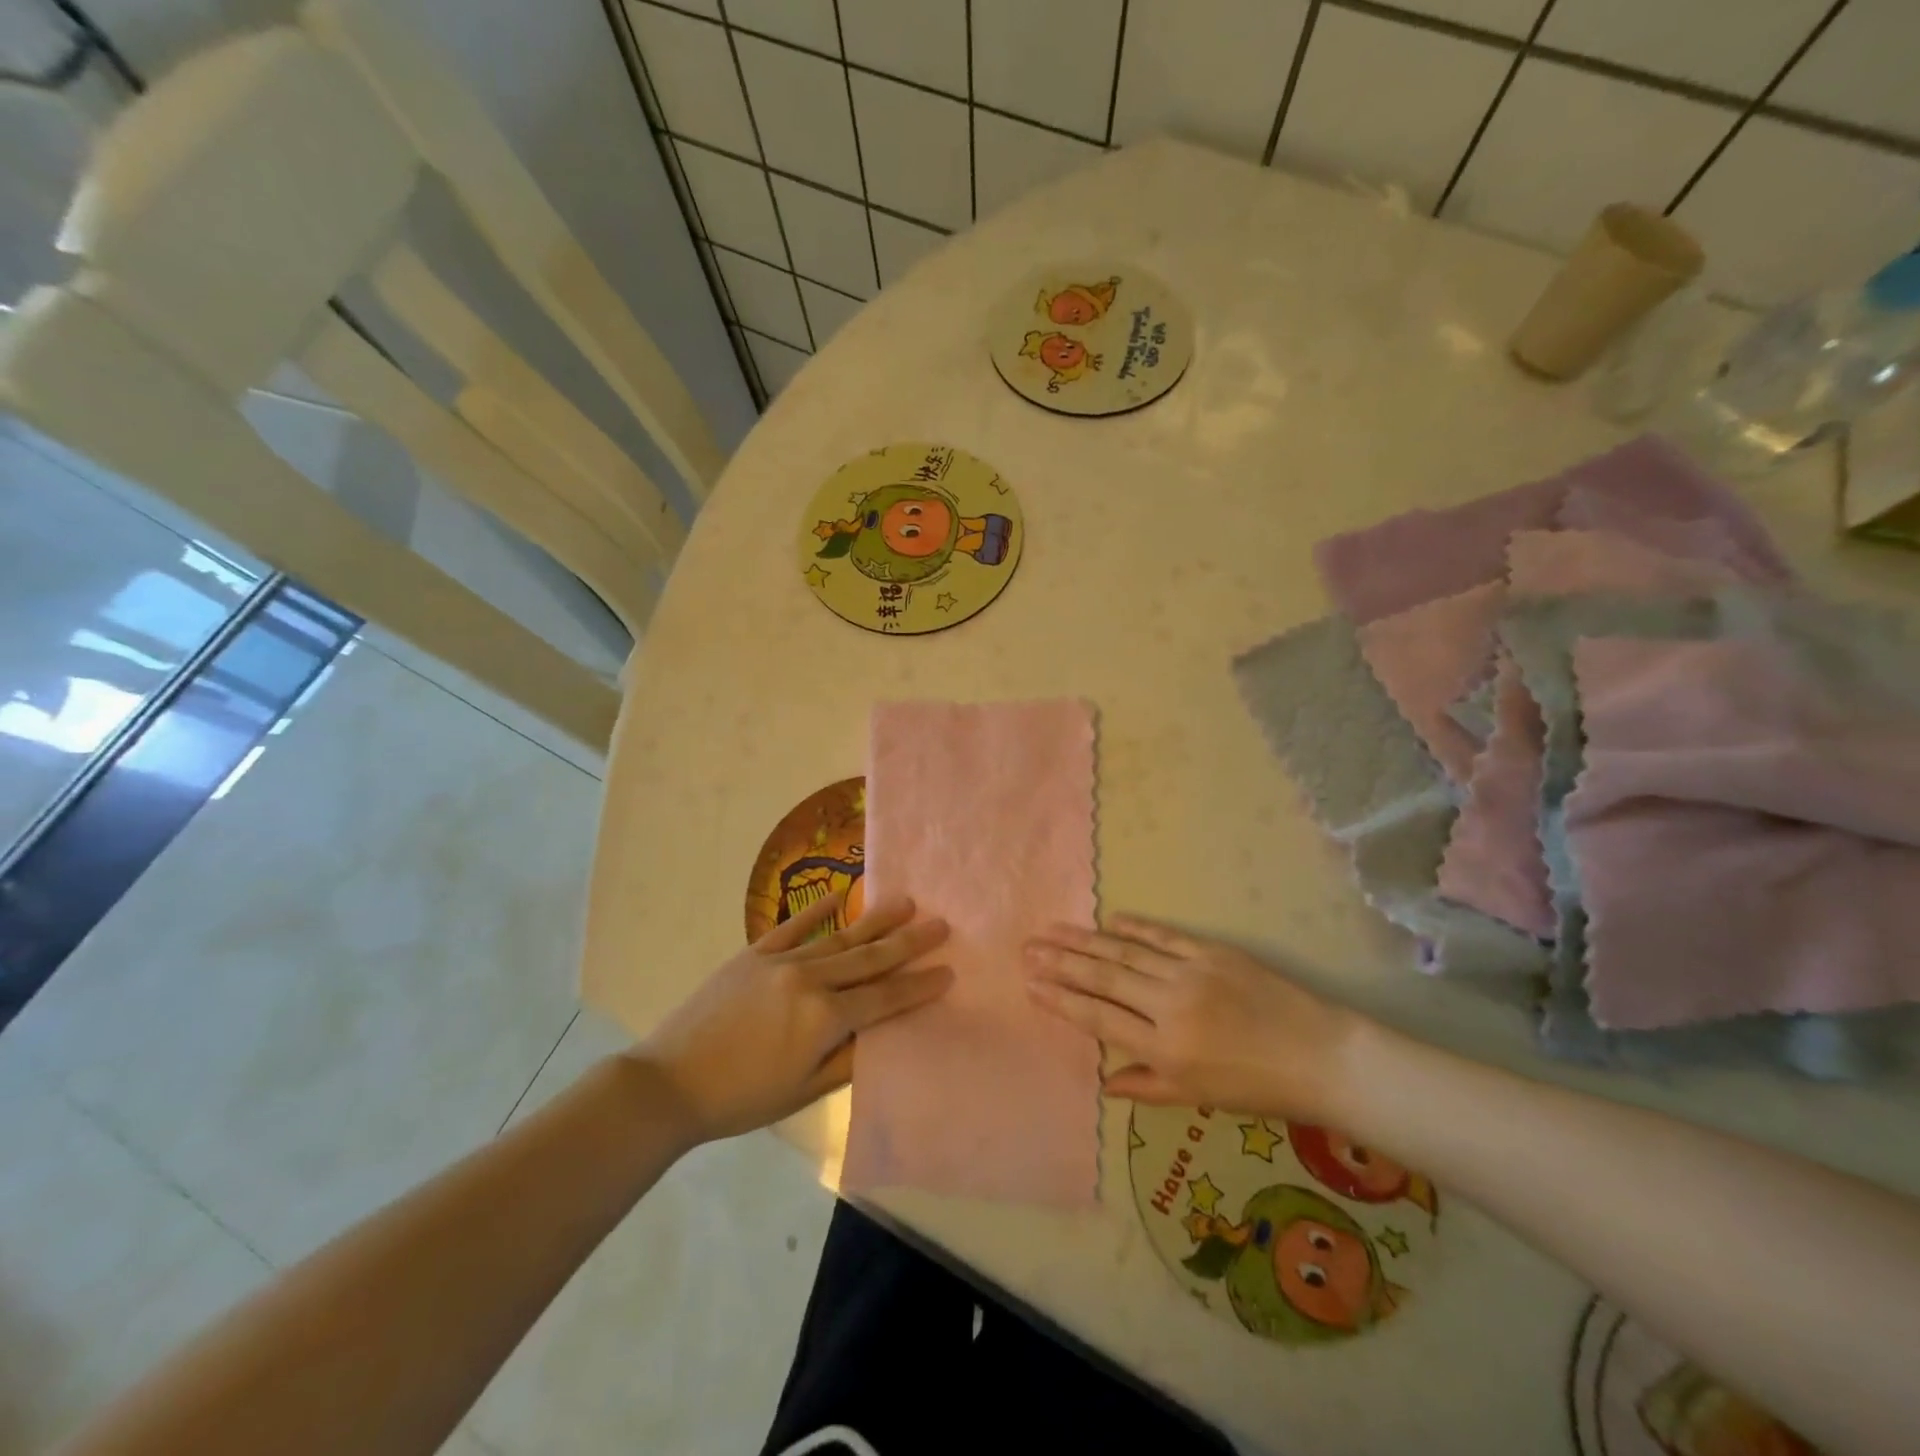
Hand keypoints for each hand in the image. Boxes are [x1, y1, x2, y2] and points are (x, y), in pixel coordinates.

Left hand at [636, 892, 950, 1143]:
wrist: (669, 1083)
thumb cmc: (741, 1098)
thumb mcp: (803, 1092)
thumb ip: (848, 1058)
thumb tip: (883, 1033)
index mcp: (824, 1018)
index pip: (884, 997)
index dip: (918, 986)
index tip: (948, 970)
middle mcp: (810, 979)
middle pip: (869, 957)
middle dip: (909, 942)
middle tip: (941, 923)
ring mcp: (781, 961)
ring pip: (839, 936)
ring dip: (876, 920)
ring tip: (906, 903)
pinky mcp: (754, 954)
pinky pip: (794, 926)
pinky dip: (818, 910)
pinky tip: (840, 894)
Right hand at [1025, 916, 1360, 1121]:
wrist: (1321, 1056)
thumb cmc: (1258, 1088)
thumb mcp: (1199, 1099)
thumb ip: (1146, 1086)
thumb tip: (1104, 1081)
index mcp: (1164, 1049)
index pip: (1099, 1018)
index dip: (1062, 1000)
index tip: (1032, 985)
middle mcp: (1169, 1006)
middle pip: (1104, 978)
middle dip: (1062, 962)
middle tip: (1029, 948)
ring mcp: (1191, 973)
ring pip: (1126, 953)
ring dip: (1086, 940)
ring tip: (1054, 931)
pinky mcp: (1213, 952)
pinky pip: (1165, 936)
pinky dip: (1135, 928)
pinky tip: (1110, 920)